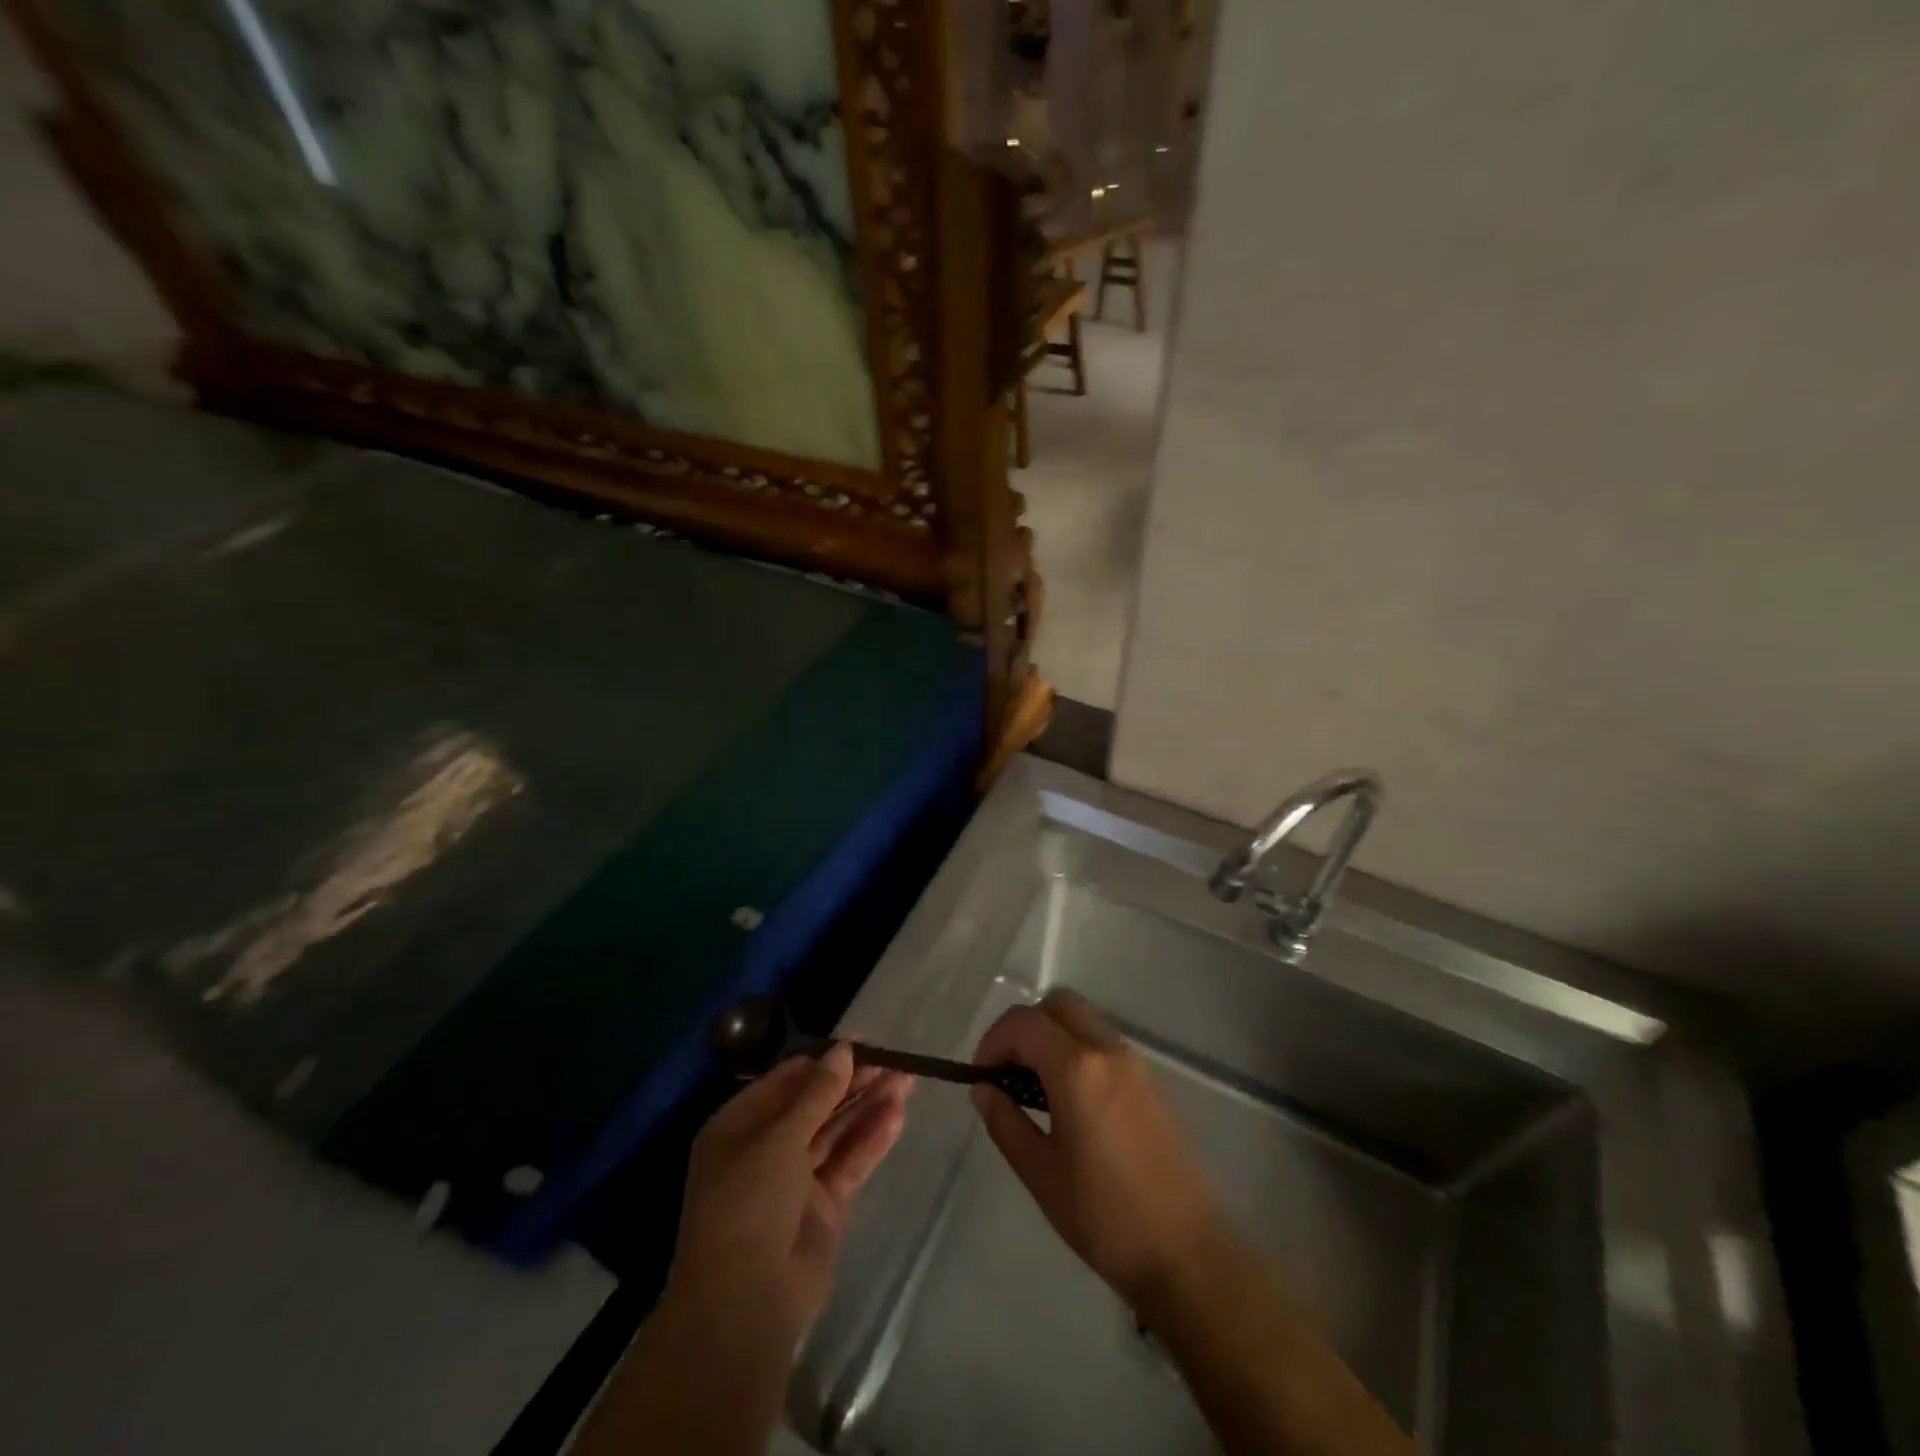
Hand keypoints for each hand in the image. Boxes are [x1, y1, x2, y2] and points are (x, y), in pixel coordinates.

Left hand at [664, 1045, 912, 1353]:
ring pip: (837, 1131)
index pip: (787, 1080)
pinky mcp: (823, 1205)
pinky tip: (898, 1115)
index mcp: (739, 1126)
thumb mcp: (779, 1138)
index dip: (824, 1060)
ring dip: (869, 1105)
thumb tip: (844, 1050)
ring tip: (907, 1080)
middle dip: (853, 1081)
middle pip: (816, 1104)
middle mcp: (766, 1147)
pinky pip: (850, 1162)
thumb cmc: (749, 1204)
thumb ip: (817, 1094)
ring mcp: (796, 1178)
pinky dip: (872, 1139)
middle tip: (893, 1060)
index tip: (863, 1042)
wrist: (745, 1305)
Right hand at [971, 989, 1221, 1310]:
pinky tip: (1072, 1100)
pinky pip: (1105, 1042)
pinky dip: (1078, 1049)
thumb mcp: (1041, 1174)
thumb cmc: (1105, 1216)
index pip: (1023, 1022)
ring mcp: (1135, 1062)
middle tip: (1008, 1071)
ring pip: (1084, 1019)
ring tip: (1036, 1088)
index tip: (982, 1077)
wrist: (1186, 1252)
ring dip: (1053, 1035)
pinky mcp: (1152, 1080)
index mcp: (1077, 1069)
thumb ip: (1006, 1122)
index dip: (993, 1040)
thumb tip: (983, 1089)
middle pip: (1058, 1004)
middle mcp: (1108, 1050)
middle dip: (1024, 1027)